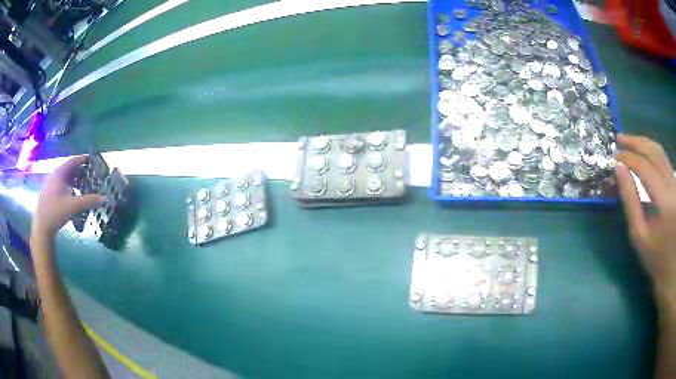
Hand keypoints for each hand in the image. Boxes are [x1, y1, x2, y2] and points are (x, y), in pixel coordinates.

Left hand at [32, 156, 105, 240]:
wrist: (42, 226)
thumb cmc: (57, 212)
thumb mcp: (74, 206)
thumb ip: (89, 200)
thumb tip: (104, 198)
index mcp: (60, 173)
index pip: (73, 161)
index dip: (83, 160)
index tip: (91, 160)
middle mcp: (54, 175)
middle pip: (68, 168)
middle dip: (79, 170)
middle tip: (88, 173)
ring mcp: (50, 183)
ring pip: (63, 177)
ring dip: (73, 178)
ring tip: (81, 184)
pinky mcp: (48, 192)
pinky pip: (60, 183)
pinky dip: (67, 185)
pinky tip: (71, 194)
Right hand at [615, 134, 675, 309]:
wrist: (671, 269)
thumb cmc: (655, 259)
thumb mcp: (640, 236)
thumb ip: (630, 201)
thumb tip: (619, 170)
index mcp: (665, 202)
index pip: (645, 168)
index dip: (629, 158)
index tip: (615, 156)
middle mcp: (673, 186)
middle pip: (655, 152)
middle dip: (636, 142)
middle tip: (619, 138)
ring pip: (661, 152)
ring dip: (644, 144)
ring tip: (630, 142)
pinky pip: (664, 161)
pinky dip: (652, 153)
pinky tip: (644, 154)